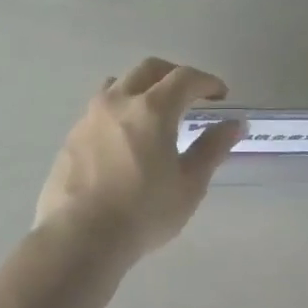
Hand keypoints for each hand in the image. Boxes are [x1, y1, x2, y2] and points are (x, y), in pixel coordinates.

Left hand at [34, 58, 244, 260]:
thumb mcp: (189, 185)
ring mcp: (90, 117)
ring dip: (142, 87)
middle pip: (149, 69)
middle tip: (191, 94)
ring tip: (154, 111)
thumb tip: (235, 124)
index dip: (207, 82)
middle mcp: (118, 102)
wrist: (79, 238)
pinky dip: (120, 110)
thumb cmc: (143, 213)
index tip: (221, 95)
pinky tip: (125, 139)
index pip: (184, 78)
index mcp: (152, 109)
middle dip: (174, 74)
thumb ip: (212, 149)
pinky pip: (100, 109)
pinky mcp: (72, 137)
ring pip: (119, 83)